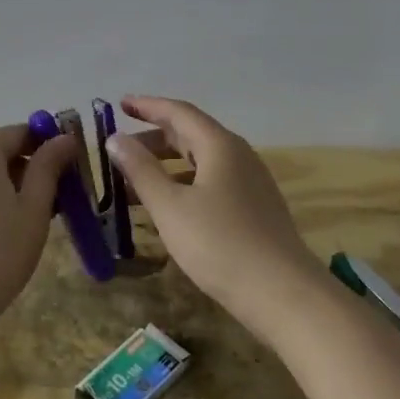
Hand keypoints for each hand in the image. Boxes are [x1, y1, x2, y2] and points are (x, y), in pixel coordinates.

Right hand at [108, 95, 317, 337]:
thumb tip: (115, 139)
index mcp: (220, 146)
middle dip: (153, 138)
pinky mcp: (254, 209)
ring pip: (201, 161)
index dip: (147, 106)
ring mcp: (250, 183)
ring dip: (166, 165)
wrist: (284, 295)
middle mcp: (238, 156)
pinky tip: (167, 207)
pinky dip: (183, 184)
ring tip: (134, 181)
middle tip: (120, 149)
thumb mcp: (170, 207)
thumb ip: (141, 170)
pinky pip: (211, 182)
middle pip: (191, 134)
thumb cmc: (220, 244)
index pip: (179, 112)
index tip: (120, 103)